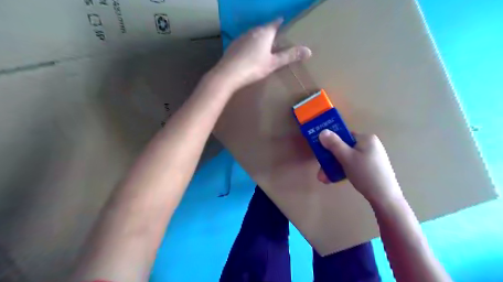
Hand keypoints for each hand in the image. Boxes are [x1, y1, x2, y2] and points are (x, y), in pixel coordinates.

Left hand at [214, 17, 313, 90]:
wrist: (228, 74)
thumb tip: (309, 50)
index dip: (280, 22)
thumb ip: (289, 56)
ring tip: (263, 46)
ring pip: (253, 34)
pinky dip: (249, 44)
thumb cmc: (253, 67)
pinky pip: (245, 41)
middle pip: (264, 28)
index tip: (284, 22)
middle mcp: (253, 31)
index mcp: (265, 33)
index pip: (275, 23)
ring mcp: (241, 37)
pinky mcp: (233, 45)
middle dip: (270, 32)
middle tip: (275, 38)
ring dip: (259, 38)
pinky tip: (249, 53)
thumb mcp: (273, 63)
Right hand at [315, 130, 403, 204]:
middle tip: (321, 171)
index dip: (331, 142)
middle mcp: (369, 145)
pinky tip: (335, 179)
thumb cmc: (365, 173)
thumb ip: (334, 144)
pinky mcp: (371, 168)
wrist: (384, 197)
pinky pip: (353, 165)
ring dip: (334, 167)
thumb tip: (322, 131)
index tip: (321, 152)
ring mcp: (371, 157)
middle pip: (344, 148)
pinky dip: (343, 171)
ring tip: (324, 179)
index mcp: (366, 138)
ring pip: (347, 158)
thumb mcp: (346, 157)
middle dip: (330, 160)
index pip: (344, 136)